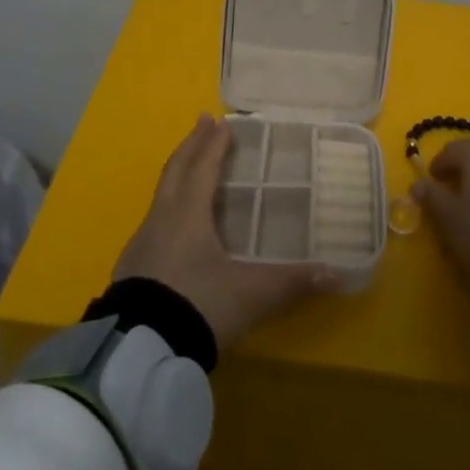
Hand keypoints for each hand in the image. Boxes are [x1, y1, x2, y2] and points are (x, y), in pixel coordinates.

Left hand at [115, 115, 336, 350]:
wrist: (139, 349)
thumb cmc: (198, 305)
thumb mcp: (251, 295)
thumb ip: (293, 282)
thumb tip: (337, 274)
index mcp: (188, 214)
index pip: (202, 167)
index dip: (213, 144)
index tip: (221, 121)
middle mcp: (161, 219)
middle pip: (176, 170)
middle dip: (191, 145)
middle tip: (202, 122)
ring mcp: (141, 243)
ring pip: (161, 194)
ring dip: (177, 173)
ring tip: (190, 166)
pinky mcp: (132, 267)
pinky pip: (153, 220)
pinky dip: (168, 204)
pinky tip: (174, 222)